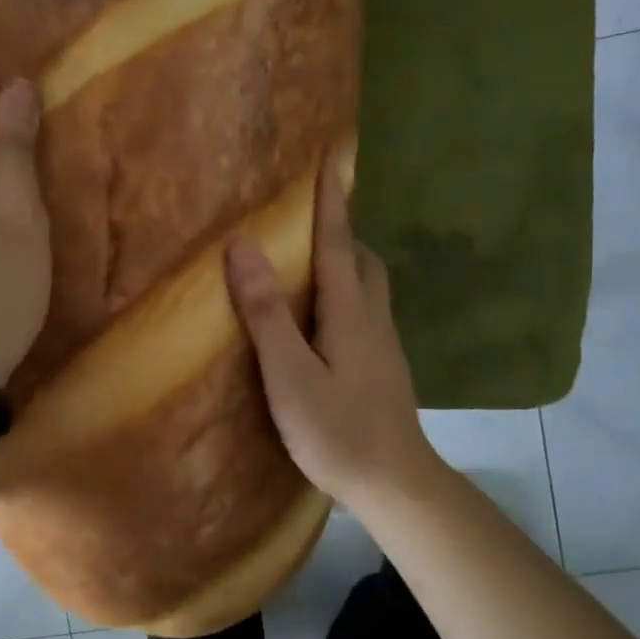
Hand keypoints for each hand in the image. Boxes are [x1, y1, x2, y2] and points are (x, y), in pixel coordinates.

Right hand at [224, 154, 440, 512]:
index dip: (330, 199)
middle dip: (339, 229)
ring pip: (366, 286)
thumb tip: (243, 247)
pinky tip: (321, 318)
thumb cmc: (338, 430)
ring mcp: (383, 345)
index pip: (338, 242)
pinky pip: (363, 311)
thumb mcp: (291, 374)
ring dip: (343, 261)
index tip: (332, 154)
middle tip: (307, 218)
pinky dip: (343, 294)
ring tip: (307, 262)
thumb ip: (267, 313)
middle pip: (361, 259)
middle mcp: (373, 318)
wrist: (395, 484)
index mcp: (351, 312)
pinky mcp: (382, 367)